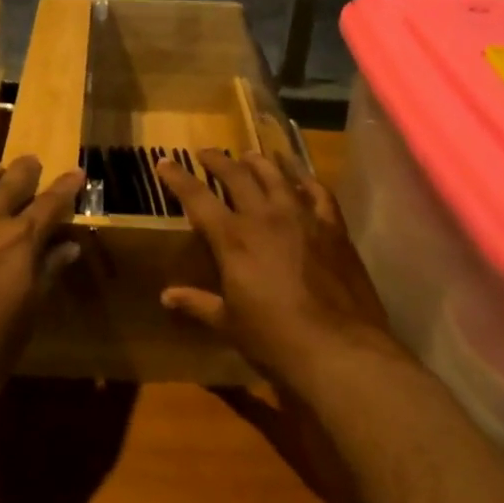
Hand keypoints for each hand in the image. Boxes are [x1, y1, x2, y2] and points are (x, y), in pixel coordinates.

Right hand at [156, 151, 401, 390]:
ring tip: (249, 155)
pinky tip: (301, 177)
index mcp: (233, 239)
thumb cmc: (275, 340)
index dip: (177, 178)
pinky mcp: (334, 228)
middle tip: (205, 153)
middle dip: (217, 161)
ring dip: (259, 162)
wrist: (339, 348)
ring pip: (277, 175)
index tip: (164, 161)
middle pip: (236, 176)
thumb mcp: (229, 324)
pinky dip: (306, 179)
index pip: (197, 198)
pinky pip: (319, 192)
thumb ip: (198, 304)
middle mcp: (265, 217)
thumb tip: (167, 297)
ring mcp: (303, 218)